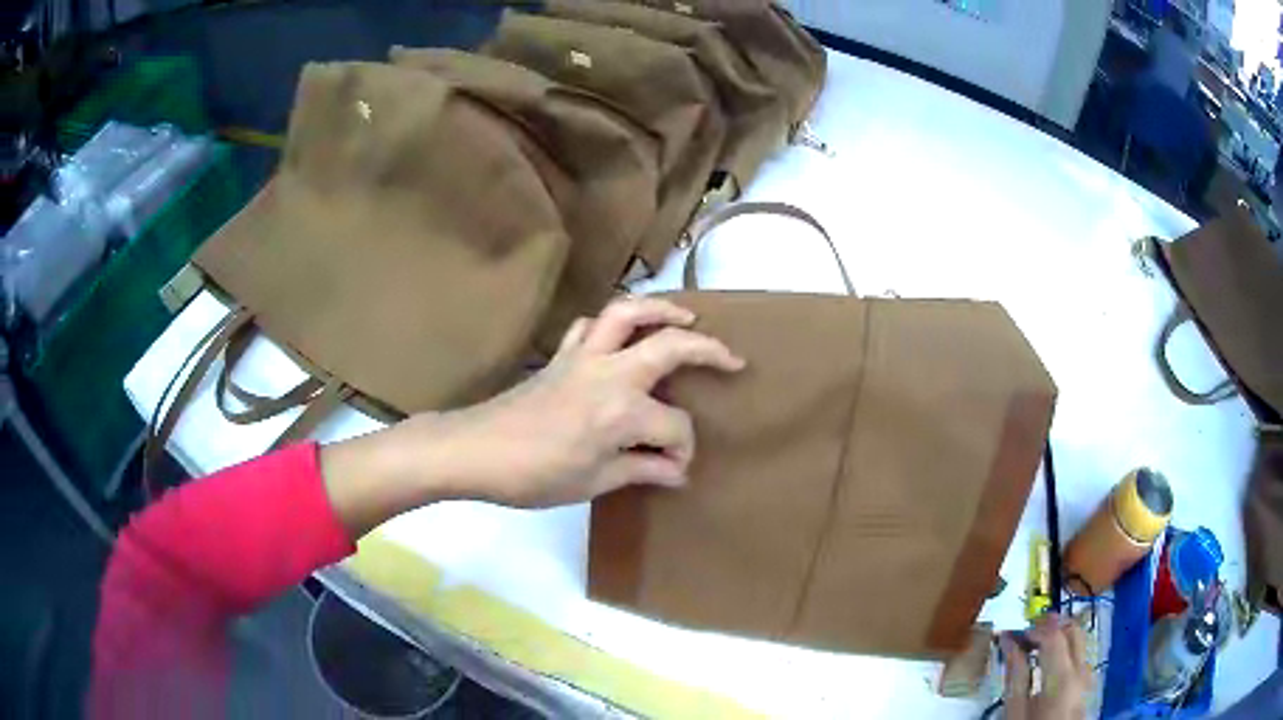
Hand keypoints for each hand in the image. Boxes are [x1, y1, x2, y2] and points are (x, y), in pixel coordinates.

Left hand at [321, 297, 744, 534]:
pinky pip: (591, 326)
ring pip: (626, 313)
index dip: (682, 450)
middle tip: (732, 359)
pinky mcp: (561, 355)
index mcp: (622, 411)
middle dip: (708, 350)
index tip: (675, 468)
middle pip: (669, 346)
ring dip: (661, 310)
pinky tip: (620, 336)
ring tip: (685, 319)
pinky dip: (611, 323)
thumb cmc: (535, 475)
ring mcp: (583, 357)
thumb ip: (642, 469)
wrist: (475, 451)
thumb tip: (678, 472)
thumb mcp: (594, 482)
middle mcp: (610, 373)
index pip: (674, 426)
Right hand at [1000, 614, 1092, 719]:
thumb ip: (1015, 676)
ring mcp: (1088, 676)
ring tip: (1036, 648)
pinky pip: (1080, 656)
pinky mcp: (1088, 683)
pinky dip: (1065, 650)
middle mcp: (1082, 671)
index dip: (1034, 628)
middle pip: (1074, 630)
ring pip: (1079, 641)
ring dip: (1059, 637)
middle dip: (1051, 625)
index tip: (1014, 634)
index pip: (1054, 635)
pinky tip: (1048, 663)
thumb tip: (1009, 642)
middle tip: (1027, 633)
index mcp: (1062, 678)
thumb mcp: (1015, 711)